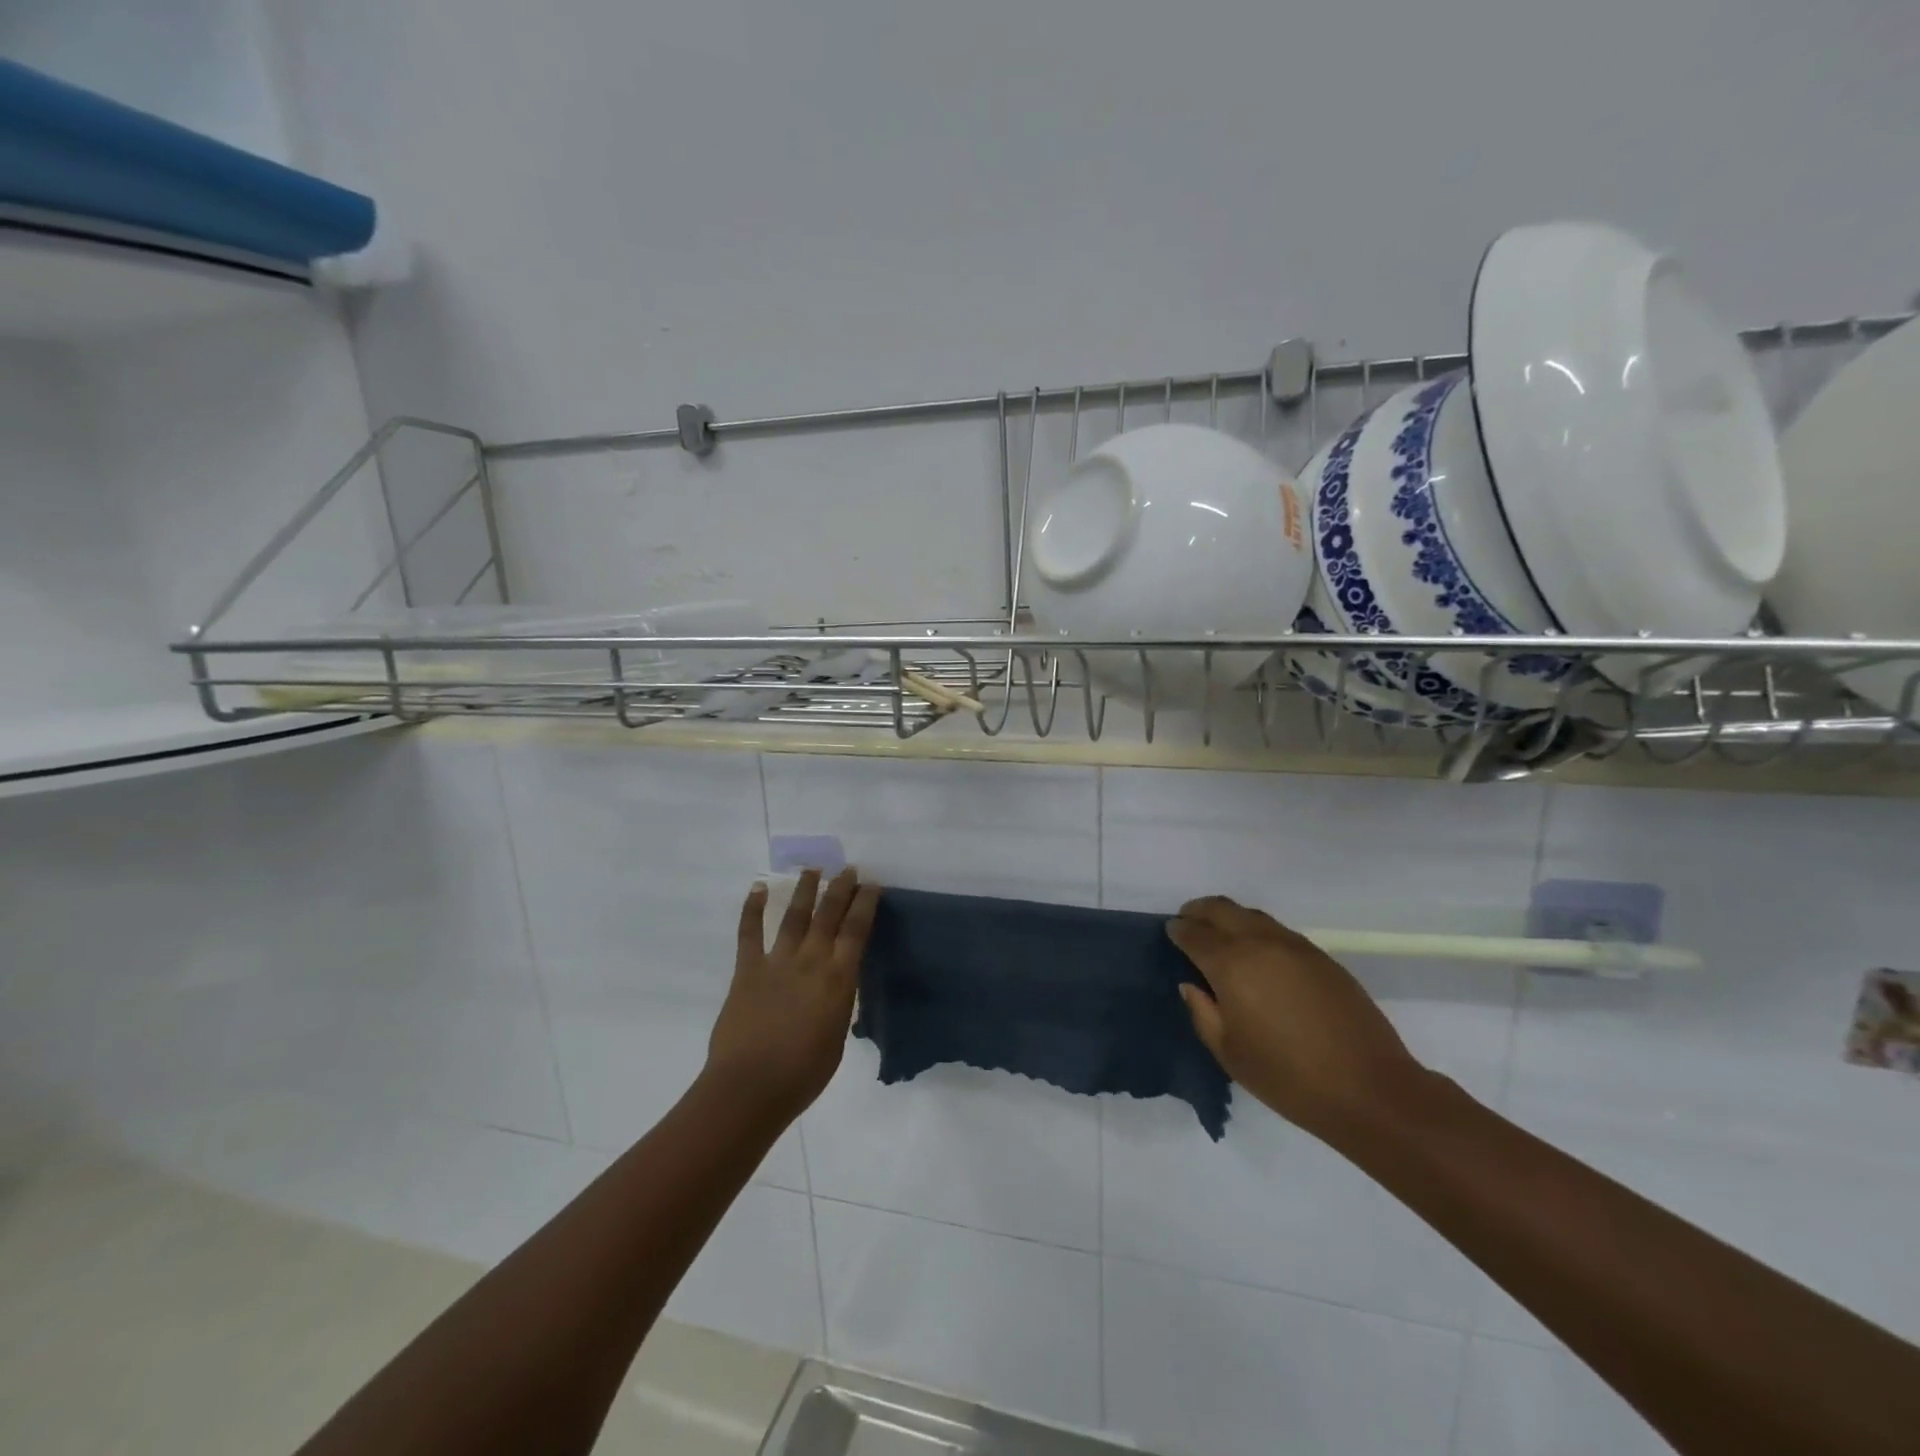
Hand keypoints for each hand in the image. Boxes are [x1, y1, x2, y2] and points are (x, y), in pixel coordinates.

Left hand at [704, 868, 880, 1124]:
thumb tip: (835, 990)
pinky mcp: (747, 970)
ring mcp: (777, 962)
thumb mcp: (837, 1038)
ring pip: (794, 916)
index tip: (872, 884)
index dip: (866, 904)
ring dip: (805, 889)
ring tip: (813, 869)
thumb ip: (838, 1005)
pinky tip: (758, 888)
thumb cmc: (803, 1074)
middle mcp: (811, 961)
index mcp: (838, 979)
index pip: (857, 931)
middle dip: (841, 888)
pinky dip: (752, 908)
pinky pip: (749, 933)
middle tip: (849, 869)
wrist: (750, 1087)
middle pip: (829, 915)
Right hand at [1168, 895, 1426, 1139]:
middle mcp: (1260, 943)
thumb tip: (1191, 985)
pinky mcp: (1321, 957)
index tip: (1171, 933)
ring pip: (1252, 915)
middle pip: (1221, 909)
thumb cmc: (1288, 1077)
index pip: (1194, 934)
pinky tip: (1258, 955)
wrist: (1369, 1088)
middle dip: (1199, 911)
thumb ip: (1203, 1012)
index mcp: (1231, 964)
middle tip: (1189, 923)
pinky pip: (1278, 931)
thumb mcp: (1229, 1053)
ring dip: (1230, 918)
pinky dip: (1257, 931)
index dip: (1178, 931)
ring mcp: (1294, 946)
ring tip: (1221, 937)